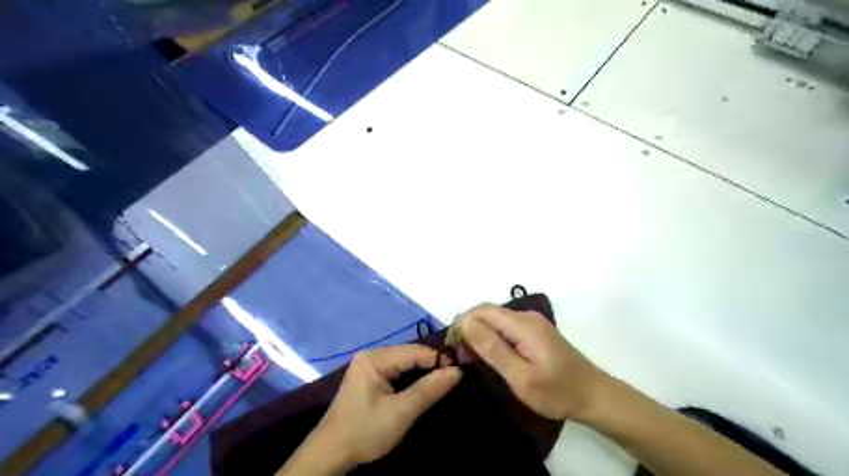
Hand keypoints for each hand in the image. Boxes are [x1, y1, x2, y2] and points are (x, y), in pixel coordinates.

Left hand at [310, 344, 461, 470]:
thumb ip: (428, 390)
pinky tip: (422, 386)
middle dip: (431, 365)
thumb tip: (457, 371)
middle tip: (452, 379)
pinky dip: (411, 378)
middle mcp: (372, 355)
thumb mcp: (400, 413)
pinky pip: (397, 370)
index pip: (414, 351)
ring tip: (442, 383)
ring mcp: (369, 365)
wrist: (331, 453)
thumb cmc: (364, 431)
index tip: (459, 372)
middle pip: (410, 354)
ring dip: (422, 372)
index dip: (438, 360)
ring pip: (405, 362)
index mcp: (375, 358)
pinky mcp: (370, 376)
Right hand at [461, 304, 606, 419]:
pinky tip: (490, 356)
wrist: (594, 396)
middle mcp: (526, 317)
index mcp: (523, 325)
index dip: (463, 324)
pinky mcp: (534, 331)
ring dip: (480, 335)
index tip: (454, 348)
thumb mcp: (521, 377)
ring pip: (495, 320)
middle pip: (488, 313)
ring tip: (472, 359)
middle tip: (462, 357)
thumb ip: (493, 349)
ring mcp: (532, 323)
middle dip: (469, 329)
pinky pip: (505, 327)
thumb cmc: (557, 392)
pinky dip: (492, 338)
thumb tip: (466, 324)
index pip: (482, 311)